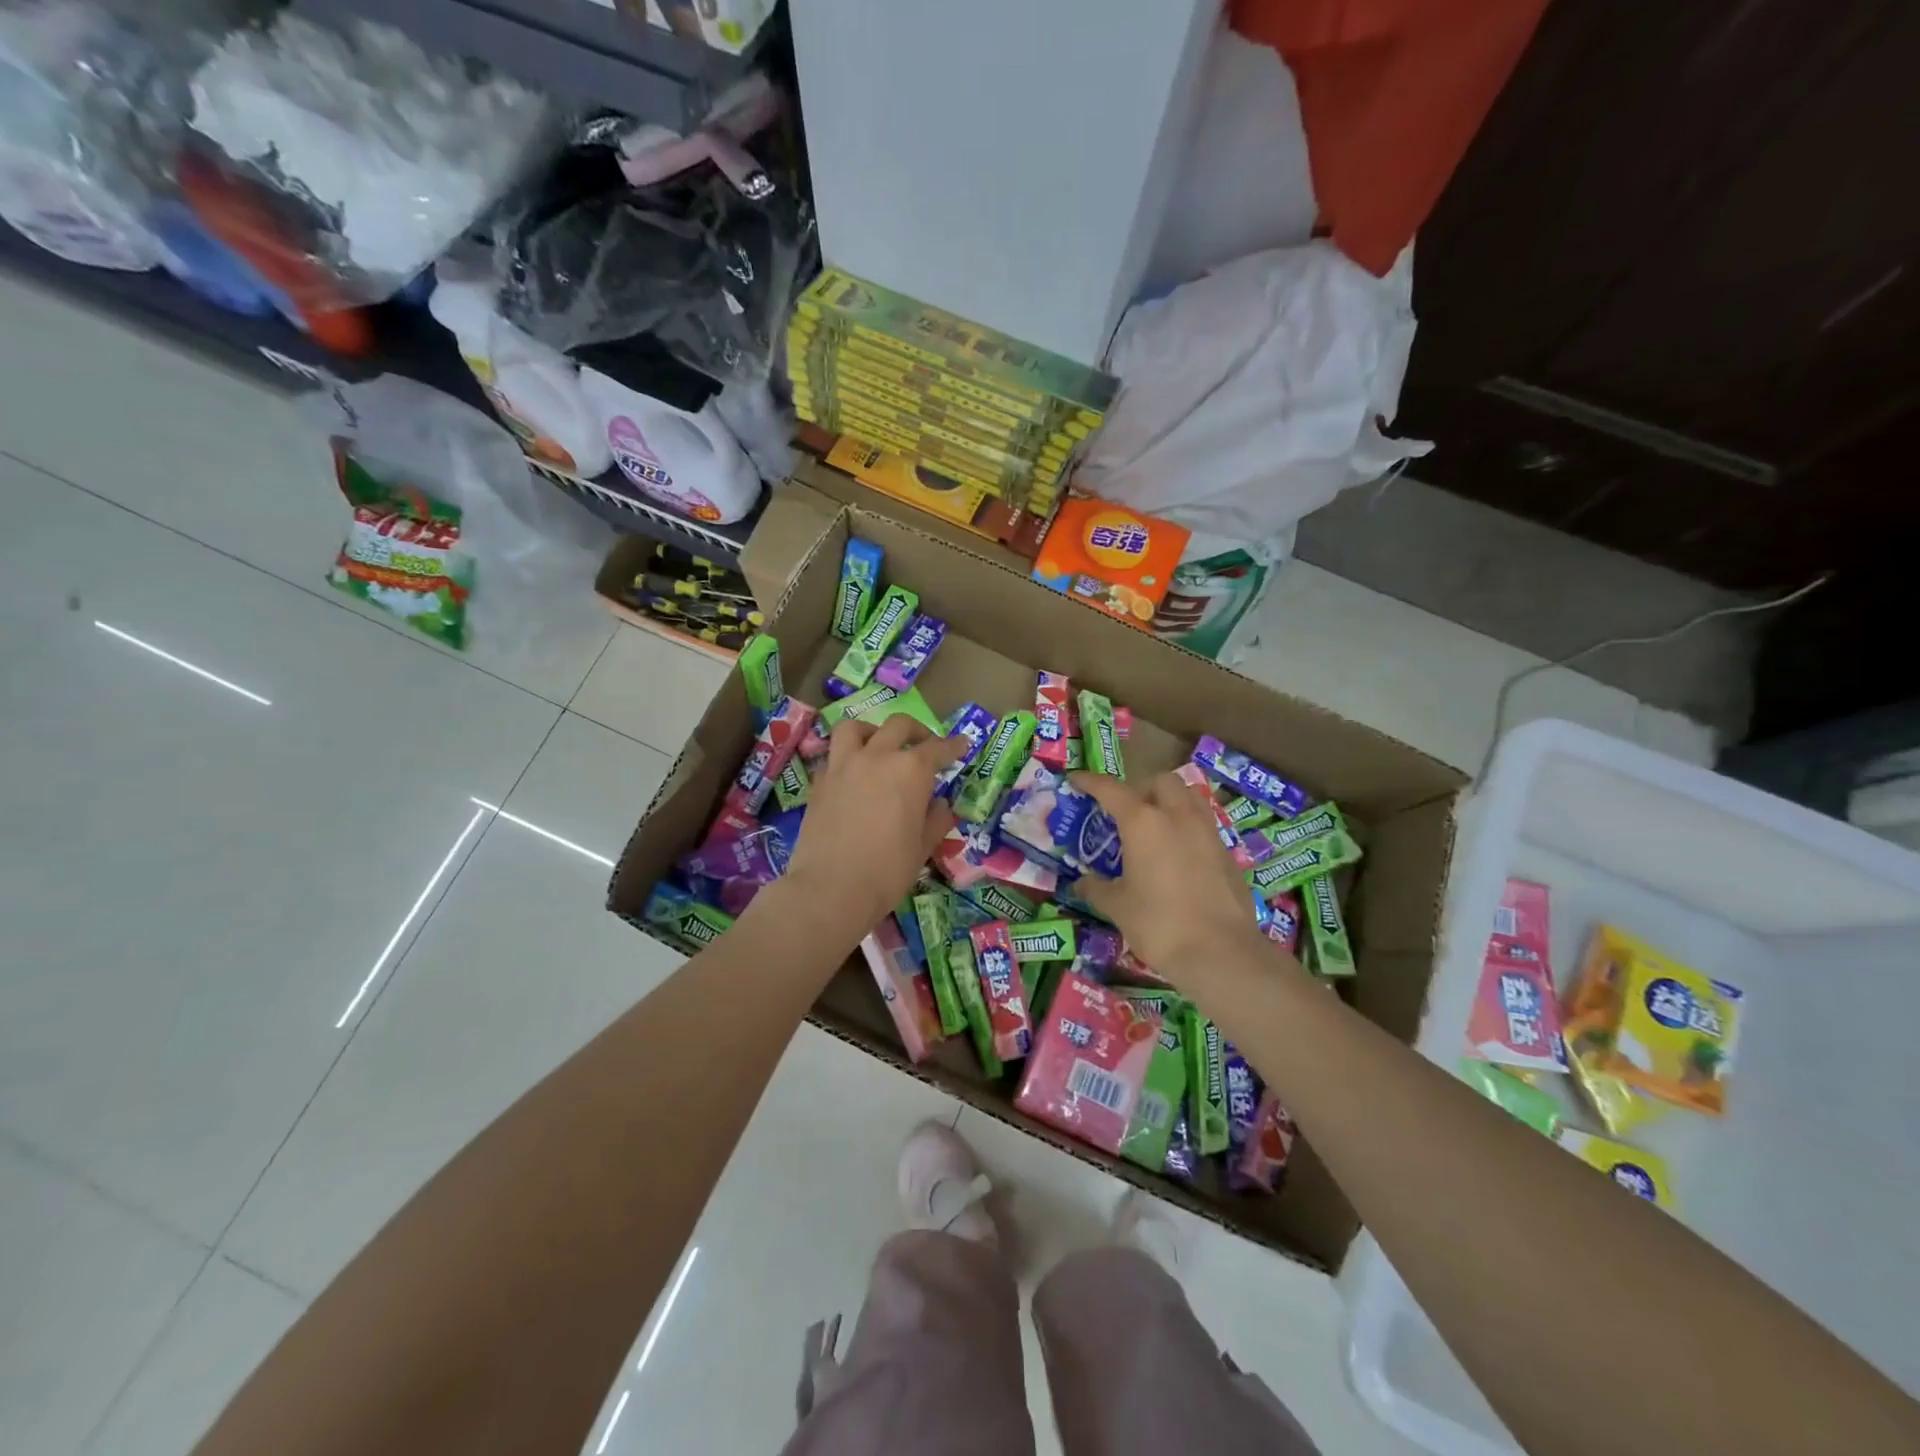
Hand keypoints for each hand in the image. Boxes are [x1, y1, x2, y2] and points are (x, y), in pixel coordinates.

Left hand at [772, 715, 961, 943]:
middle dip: (916, 731)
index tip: (962, 744)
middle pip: (898, 726)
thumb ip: (936, 820)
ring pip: (855, 728)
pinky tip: (853, 776)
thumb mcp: (922, 848)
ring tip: (879, 746)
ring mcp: (843, 766)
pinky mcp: (819, 782)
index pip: (938, 748)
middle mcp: (877, 757)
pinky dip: (847, 758)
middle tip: (924, 745)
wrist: (831, 888)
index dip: (953, 746)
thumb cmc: (887, 871)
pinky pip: (834, 756)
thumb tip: (941, 805)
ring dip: (872, 731)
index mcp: (910, 771)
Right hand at [1070, 770, 1275, 991]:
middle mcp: (1178, 816)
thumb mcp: (1118, 907)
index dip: (1090, 781)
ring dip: (1169, 801)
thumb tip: (1082, 882)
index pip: (1111, 789)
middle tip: (1125, 812)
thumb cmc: (1159, 924)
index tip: (1076, 779)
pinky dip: (1187, 828)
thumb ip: (1097, 888)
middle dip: (1140, 788)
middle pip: (1161, 781)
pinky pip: (1203, 825)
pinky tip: (1178, 856)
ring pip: (1189, 797)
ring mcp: (1208, 833)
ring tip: (1155, 827)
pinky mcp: (1227, 853)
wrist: (1222, 953)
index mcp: (1144, 822)